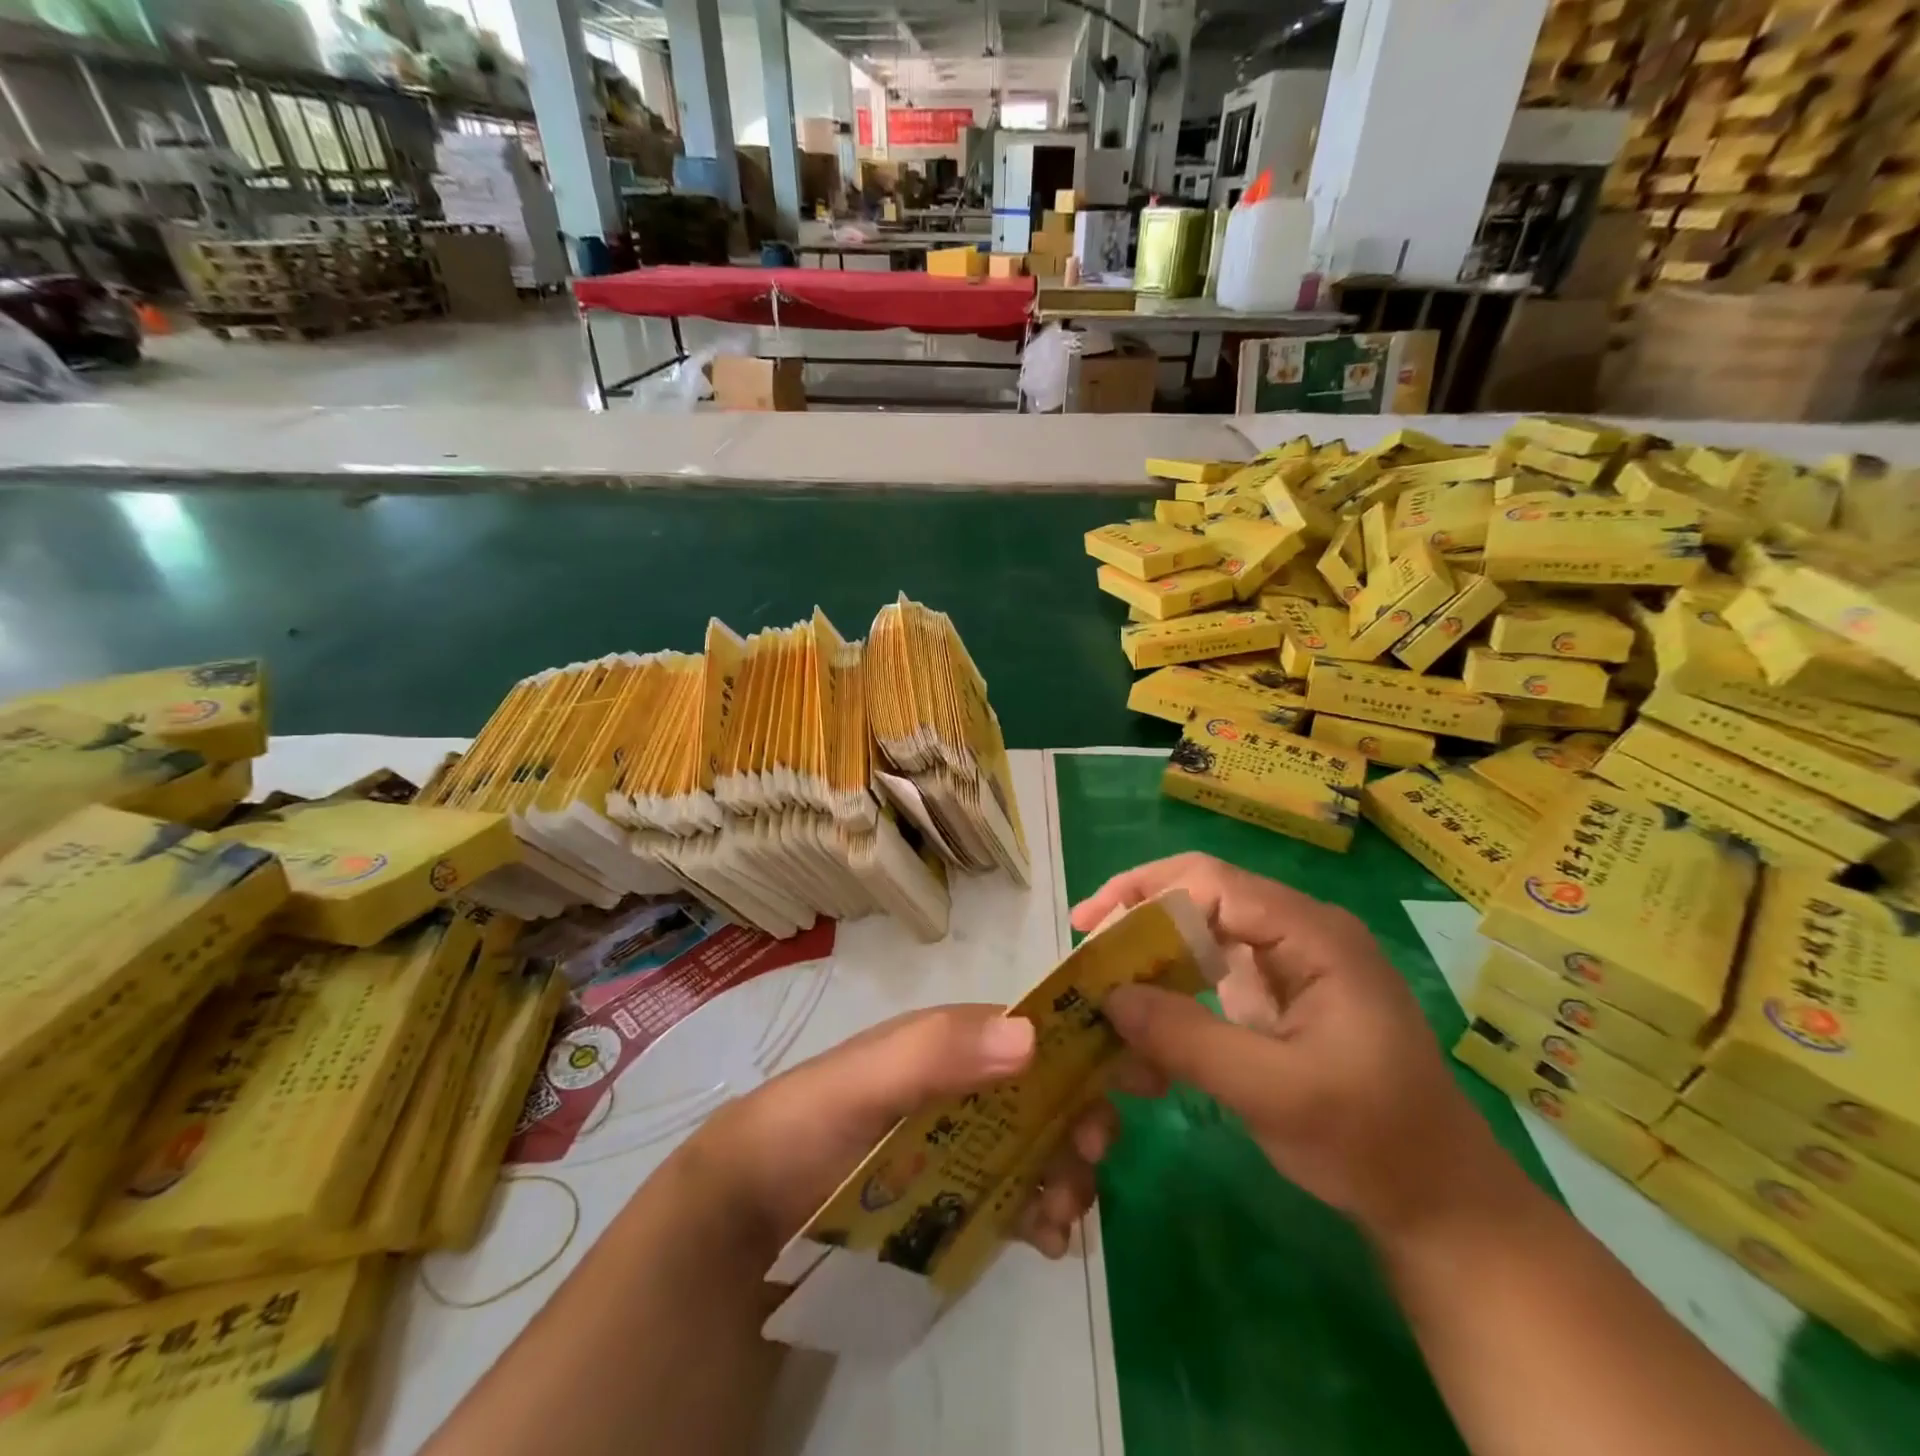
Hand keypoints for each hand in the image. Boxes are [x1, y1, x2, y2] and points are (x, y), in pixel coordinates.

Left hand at [685, 1005, 1117, 1261]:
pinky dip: (1043, 1212)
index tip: (1127, 1079)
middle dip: (1079, 1119)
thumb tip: (1031, 1038)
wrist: (751, 1214)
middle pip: (1045, 1092)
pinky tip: (1046, 1240)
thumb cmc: (807, 1126)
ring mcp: (964, 1144)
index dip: (1080, 1047)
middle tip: (1086, 1157)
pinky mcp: (957, 1198)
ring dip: (1067, 1173)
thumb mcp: (863, 1081)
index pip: (1030, 1030)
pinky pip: (1017, 1196)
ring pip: (1040, 1146)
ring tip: (1060, 1214)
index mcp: (949, 1043)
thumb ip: (935, 1053)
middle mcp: (965, 1085)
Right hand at [1073, 853, 1513, 1243]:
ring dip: (1151, 956)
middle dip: (1138, 917)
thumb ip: (1188, 1039)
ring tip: (1104, 985)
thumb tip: (1108, 996)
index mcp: (1312, 934)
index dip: (1143, 892)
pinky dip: (1172, 989)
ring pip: (1201, 931)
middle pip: (1201, 895)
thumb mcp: (1273, 1093)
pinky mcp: (1278, 993)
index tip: (1090, 927)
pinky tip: (1144, 1024)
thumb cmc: (1371, 1141)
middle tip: (1087, 949)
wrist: (1439, 1203)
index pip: (1211, 881)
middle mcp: (1299, 931)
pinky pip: (1211, 970)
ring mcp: (1289, 962)